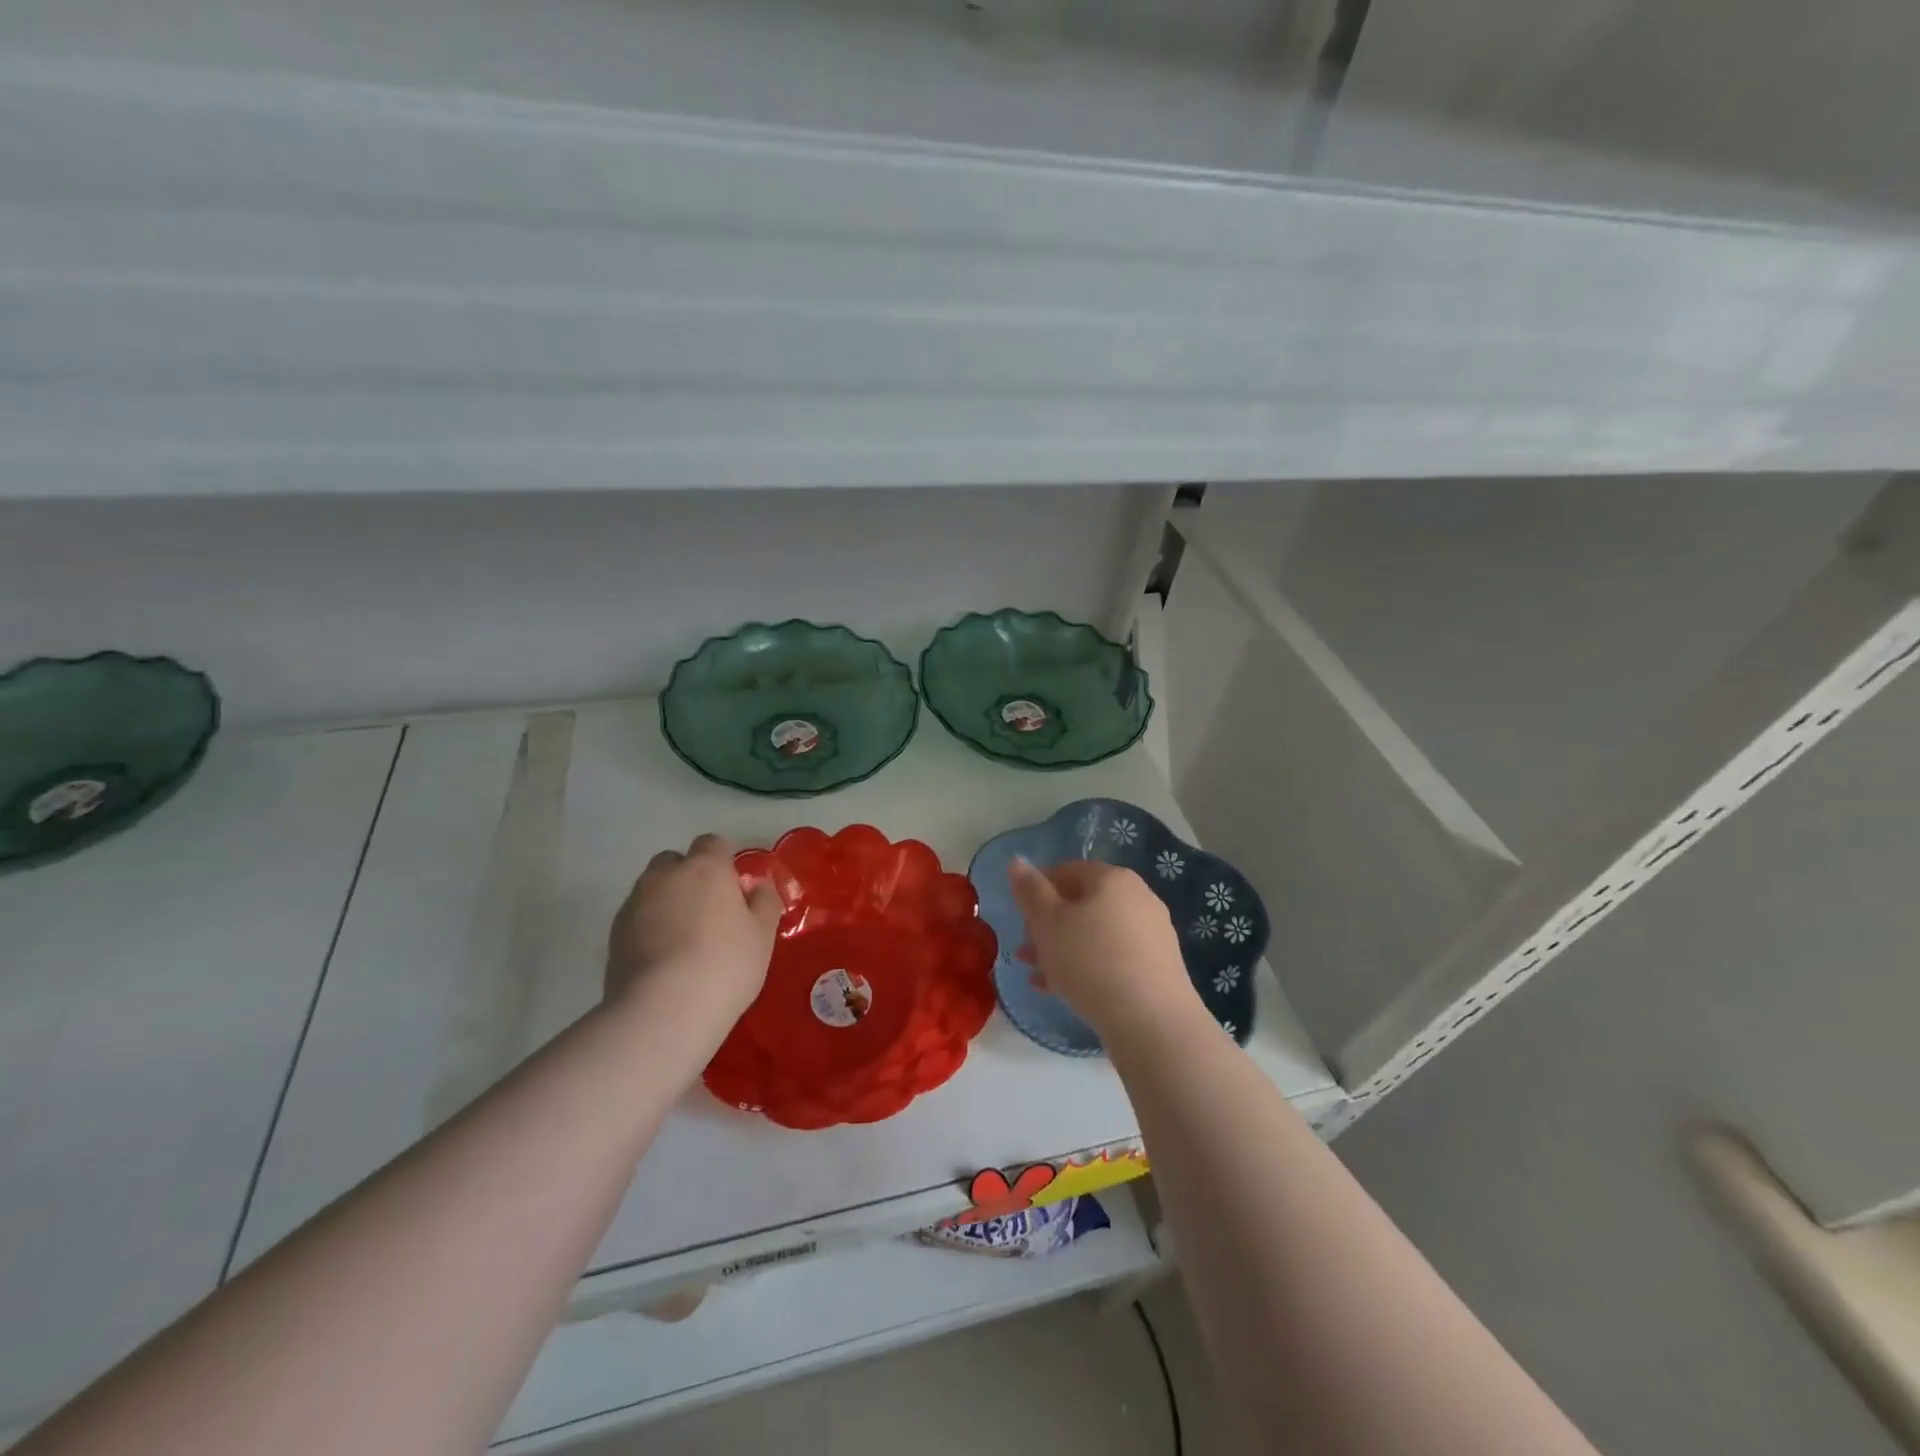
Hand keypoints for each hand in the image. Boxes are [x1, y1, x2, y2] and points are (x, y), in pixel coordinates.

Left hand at [606, 834, 782, 1045]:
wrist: (663, 1011)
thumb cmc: (725, 965)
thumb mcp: (762, 935)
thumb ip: (764, 902)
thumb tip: (756, 887)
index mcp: (705, 867)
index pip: (713, 843)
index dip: (725, 861)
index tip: (735, 888)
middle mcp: (665, 876)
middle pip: (675, 861)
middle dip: (689, 877)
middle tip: (709, 912)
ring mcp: (634, 904)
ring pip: (652, 890)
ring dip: (667, 903)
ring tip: (684, 941)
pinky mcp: (613, 936)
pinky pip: (637, 920)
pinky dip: (649, 929)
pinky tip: (664, 960)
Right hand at [1009, 858, 1200, 1043]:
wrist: (1151, 1021)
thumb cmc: (1090, 961)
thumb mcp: (1047, 923)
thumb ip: (1030, 890)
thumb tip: (1018, 861)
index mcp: (1112, 878)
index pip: (1066, 870)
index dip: (1038, 890)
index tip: (1021, 917)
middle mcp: (1138, 897)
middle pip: (1083, 903)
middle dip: (1050, 925)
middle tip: (1027, 949)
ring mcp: (1152, 931)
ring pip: (1096, 933)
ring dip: (1064, 948)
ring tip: (1038, 974)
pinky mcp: (1159, 965)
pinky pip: (1114, 956)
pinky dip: (1089, 965)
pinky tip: (1064, 989)